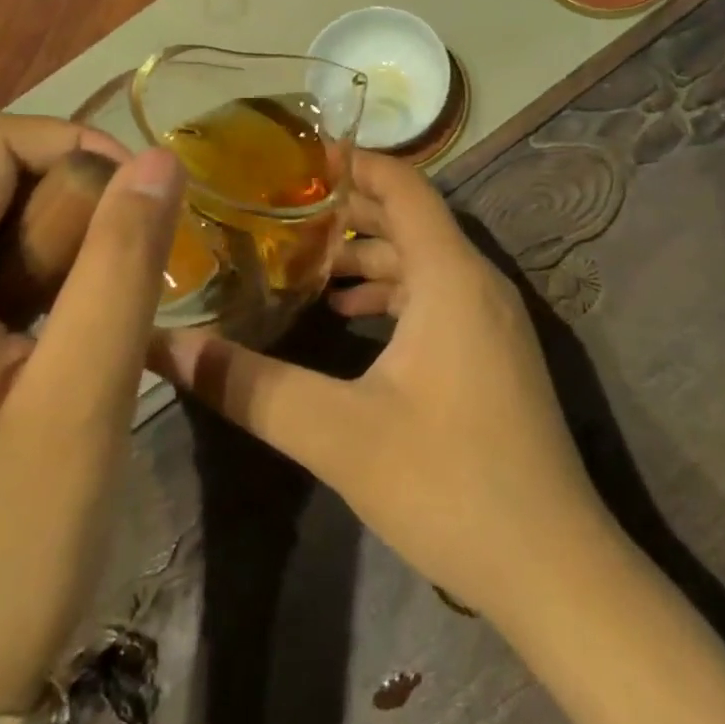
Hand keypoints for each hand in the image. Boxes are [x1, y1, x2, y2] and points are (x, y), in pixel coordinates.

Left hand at [0, 114, 181, 713]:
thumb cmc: (3, 546)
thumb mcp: (86, 394)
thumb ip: (124, 262)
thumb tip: (158, 160)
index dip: (74, 146)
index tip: (143, 200)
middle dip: (69, 203)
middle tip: (132, 271)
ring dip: (54, 247)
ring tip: (107, 311)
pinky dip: (26, 287)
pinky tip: (64, 344)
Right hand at [148, 152, 608, 624]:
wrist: (553, 567)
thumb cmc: (448, 483)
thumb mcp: (337, 433)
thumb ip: (251, 387)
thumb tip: (171, 347)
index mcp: (450, 275)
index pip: (403, 185)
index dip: (354, 162)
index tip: (296, 156)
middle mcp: (478, 282)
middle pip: (411, 219)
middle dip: (349, 208)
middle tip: (281, 208)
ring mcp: (492, 320)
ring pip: (423, 262)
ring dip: (368, 256)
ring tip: (304, 265)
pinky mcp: (493, 354)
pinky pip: (437, 297)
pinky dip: (392, 294)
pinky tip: (351, 319)